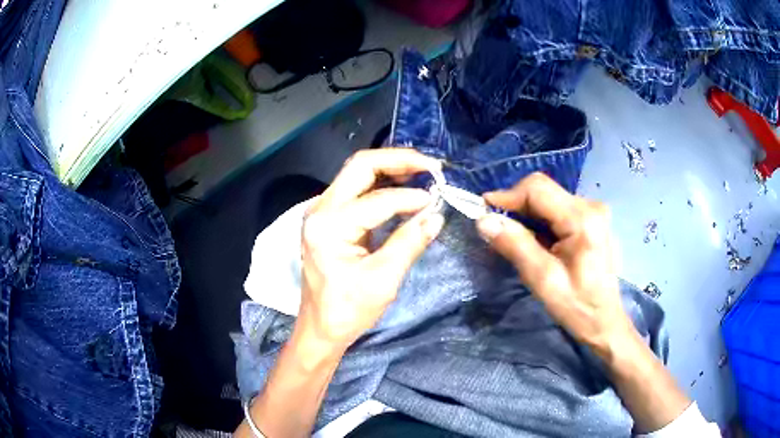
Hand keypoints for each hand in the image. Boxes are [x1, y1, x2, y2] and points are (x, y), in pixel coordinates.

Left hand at [297, 149, 444, 350]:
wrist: (320, 327)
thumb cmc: (347, 310)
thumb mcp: (383, 280)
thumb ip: (409, 243)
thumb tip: (436, 215)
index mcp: (329, 226)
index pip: (377, 200)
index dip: (411, 197)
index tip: (437, 200)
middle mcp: (320, 210)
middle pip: (360, 166)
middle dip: (398, 160)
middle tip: (431, 165)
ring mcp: (322, 211)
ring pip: (357, 172)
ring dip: (390, 167)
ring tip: (422, 171)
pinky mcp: (329, 217)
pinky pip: (357, 188)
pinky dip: (382, 182)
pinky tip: (404, 185)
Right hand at [476, 172, 632, 355]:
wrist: (605, 321)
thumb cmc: (577, 306)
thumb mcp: (543, 280)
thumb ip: (515, 245)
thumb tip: (484, 221)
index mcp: (583, 219)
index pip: (537, 189)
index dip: (507, 196)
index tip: (483, 212)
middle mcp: (591, 206)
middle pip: (544, 191)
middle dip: (518, 207)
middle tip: (498, 231)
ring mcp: (595, 212)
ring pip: (550, 199)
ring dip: (529, 216)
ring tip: (519, 241)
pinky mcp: (594, 220)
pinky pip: (559, 210)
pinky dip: (543, 221)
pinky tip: (540, 243)